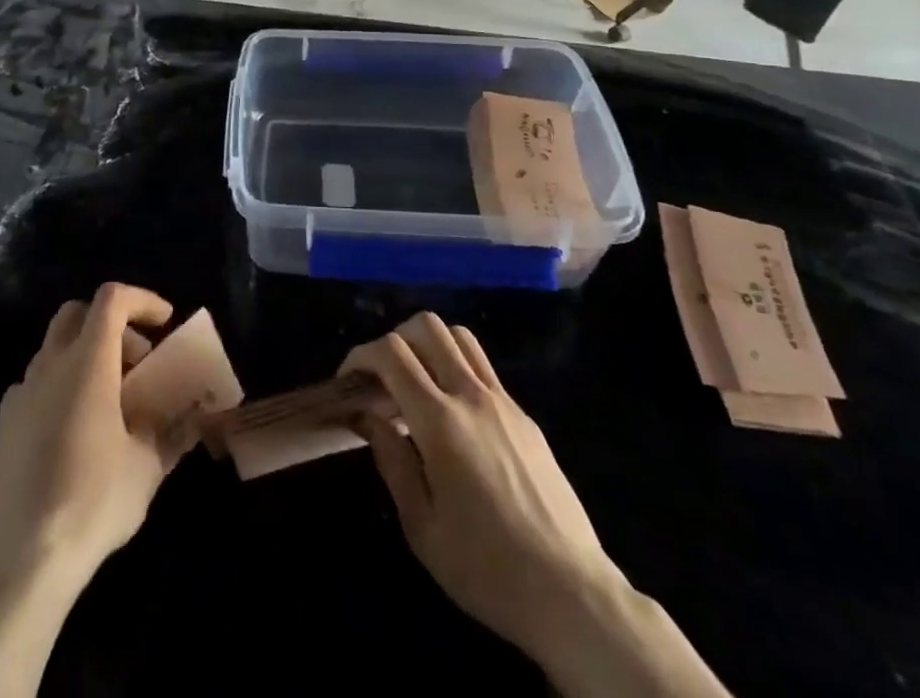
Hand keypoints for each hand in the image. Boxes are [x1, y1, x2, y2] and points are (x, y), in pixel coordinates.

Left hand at [0, 283, 179, 588]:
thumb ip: (170, 431)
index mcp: (87, 363)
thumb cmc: (93, 502)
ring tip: (109, 403)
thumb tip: (191, 418)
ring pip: (54, 349)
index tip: (165, 322)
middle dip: (112, 325)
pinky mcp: (1, 426)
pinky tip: (73, 433)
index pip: (112, 299)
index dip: (142, 300)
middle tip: (137, 362)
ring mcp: (19, 394)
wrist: (20, 562)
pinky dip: (60, 388)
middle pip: (77, 313)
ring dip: (85, 357)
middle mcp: (49, 366)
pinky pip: (35, 386)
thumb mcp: (147, 468)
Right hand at [341, 314, 615, 663]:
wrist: (571, 594)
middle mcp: (471, 396)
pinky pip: (483, 368)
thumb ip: (391, 460)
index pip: (392, 353)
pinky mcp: (524, 417)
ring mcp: (503, 402)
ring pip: (459, 337)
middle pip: (427, 327)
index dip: (361, 355)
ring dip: (429, 345)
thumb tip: (368, 416)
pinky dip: (456, 369)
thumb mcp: (421, 527)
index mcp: (441, 422)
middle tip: (382, 378)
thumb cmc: (486, 568)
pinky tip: (452, 416)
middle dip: (394, 339)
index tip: (348, 381)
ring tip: (416, 384)